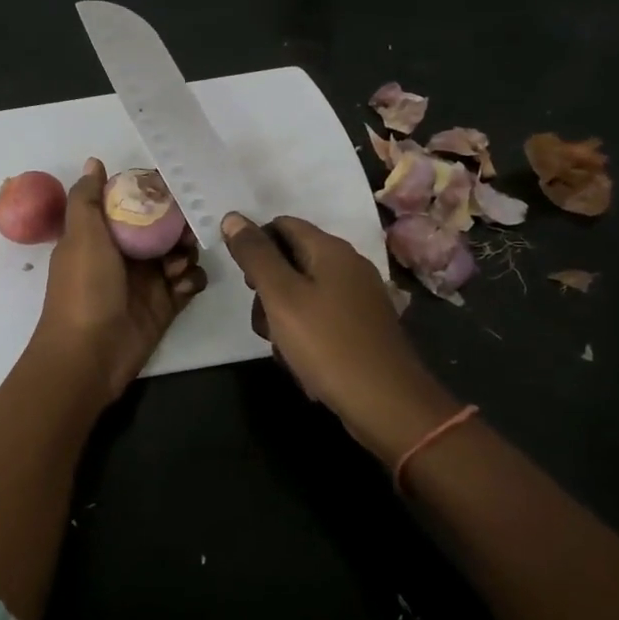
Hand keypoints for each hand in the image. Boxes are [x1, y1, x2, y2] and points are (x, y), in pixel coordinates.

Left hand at [30, 158, 207, 406]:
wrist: (89, 354)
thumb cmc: (83, 288)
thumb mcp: (81, 236)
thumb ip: (87, 198)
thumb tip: (94, 161)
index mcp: (102, 234)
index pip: (132, 203)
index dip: (152, 192)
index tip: (173, 184)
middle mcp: (125, 254)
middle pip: (162, 226)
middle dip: (179, 222)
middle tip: (187, 227)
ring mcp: (147, 280)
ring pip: (179, 252)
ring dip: (186, 252)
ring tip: (178, 262)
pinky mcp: (166, 305)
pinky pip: (189, 283)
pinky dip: (192, 279)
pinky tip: (184, 284)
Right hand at [222, 211, 455, 463]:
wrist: (386, 403)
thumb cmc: (327, 344)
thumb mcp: (281, 296)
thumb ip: (255, 255)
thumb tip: (232, 217)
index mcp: (331, 250)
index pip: (282, 225)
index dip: (256, 246)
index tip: (245, 283)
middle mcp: (349, 266)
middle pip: (291, 260)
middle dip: (267, 290)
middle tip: (263, 322)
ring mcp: (359, 297)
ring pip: (302, 293)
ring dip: (282, 317)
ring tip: (282, 348)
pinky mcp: (362, 326)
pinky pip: (320, 317)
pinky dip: (304, 334)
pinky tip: (302, 361)